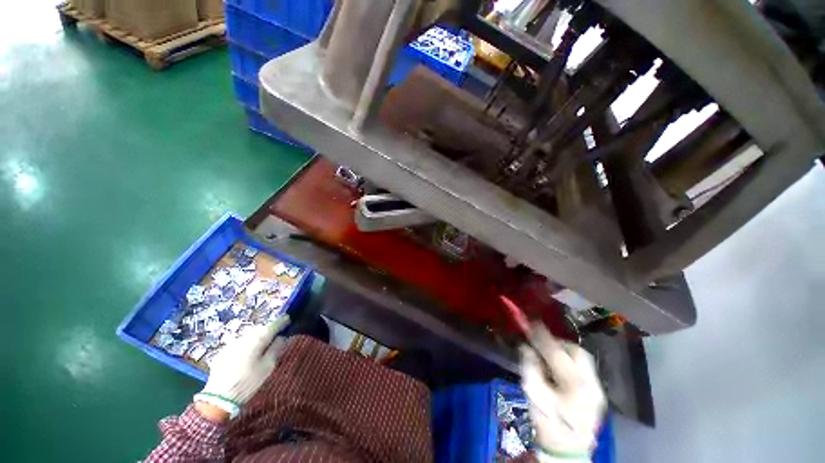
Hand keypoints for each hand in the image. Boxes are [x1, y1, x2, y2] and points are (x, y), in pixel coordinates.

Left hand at [194, 316, 289, 418]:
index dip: (282, 321)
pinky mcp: (224, 351)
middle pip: (260, 328)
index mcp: (257, 340)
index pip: (273, 325)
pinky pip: (240, 342)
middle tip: (277, 334)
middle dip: (269, 329)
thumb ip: (276, 349)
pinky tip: (248, 353)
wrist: (219, 397)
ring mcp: (232, 343)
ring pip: (249, 334)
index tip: (289, 319)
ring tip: (264, 343)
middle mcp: (244, 337)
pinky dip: (248, 343)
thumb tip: (282, 337)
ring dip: (258, 336)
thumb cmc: (248, 382)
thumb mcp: (268, 366)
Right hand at [521, 324, 605, 460]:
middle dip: (558, 343)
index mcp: (575, 384)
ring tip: (548, 355)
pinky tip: (558, 369)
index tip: (531, 322)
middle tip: (541, 343)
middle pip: (577, 351)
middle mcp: (592, 383)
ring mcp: (598, 389)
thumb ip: (530, 365)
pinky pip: (584, 369)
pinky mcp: (597, 394)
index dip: (542, 335)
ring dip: (565, 352)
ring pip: (583, 358)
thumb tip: (527, 347)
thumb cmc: (547, 423)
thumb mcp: (532, 392)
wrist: (567, 451)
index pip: (556, 352)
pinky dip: (569, 362)